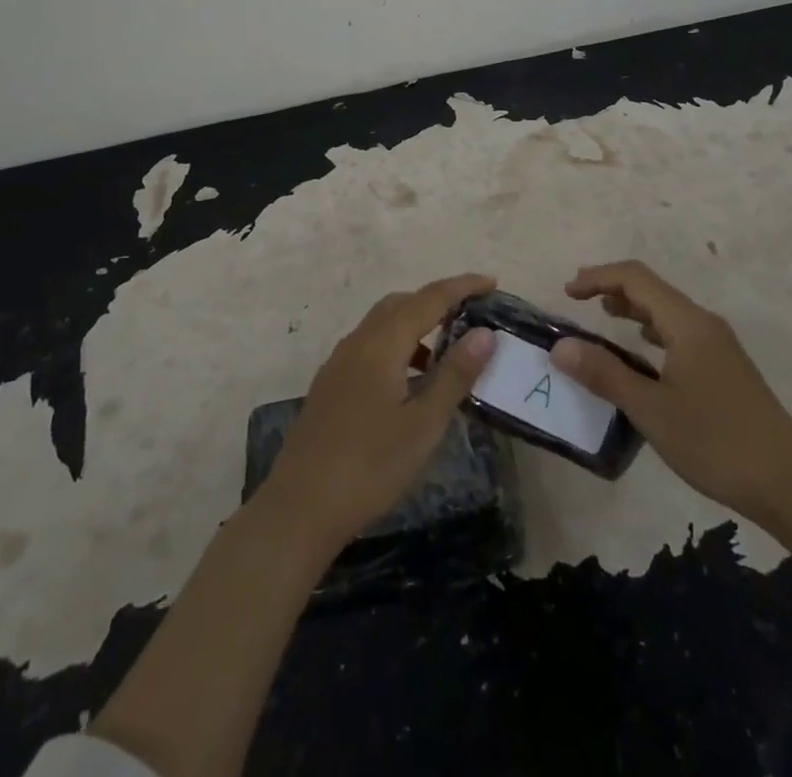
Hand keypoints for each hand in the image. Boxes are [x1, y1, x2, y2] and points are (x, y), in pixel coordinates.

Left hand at [258, 274, 498, 552]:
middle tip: (471, 313)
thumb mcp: (423, 425)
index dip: (462, 287)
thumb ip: (455, 375)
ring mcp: (338, 363)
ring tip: (446, 350)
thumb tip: (484, 333)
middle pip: (402, 303)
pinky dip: (397, 344)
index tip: (492, 282)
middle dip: (437, 300)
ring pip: (382, 323)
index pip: (429, 299)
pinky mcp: (330, 385)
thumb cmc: (369, 467)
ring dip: (416, 323)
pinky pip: (370, 345)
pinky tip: (410, 380)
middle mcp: (357, 342)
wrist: (299, 509)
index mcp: (382, 344)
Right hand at [550, 260, 791, 520]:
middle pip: (652, 288)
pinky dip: (651, 330)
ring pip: (667, 311)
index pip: (635, 278)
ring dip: (632, 307)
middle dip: (612, 288)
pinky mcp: (724, 367)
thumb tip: (560, 347)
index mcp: (687, 323)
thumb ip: (604, 373)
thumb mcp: (651, 409)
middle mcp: (703, 323)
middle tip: (578, 301)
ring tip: (603, 318)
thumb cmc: (715, 441)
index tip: (567, 292)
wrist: (788, 483)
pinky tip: (642, 350)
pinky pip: (679, 331)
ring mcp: (718, 345)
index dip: (598, 277)